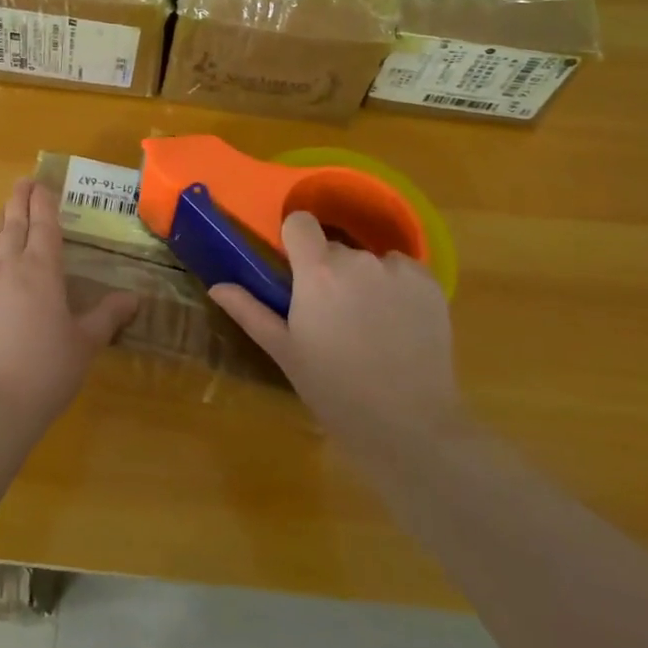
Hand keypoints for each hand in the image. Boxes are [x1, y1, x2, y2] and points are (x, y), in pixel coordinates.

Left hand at [0, 179, 137, 431]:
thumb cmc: (48, 368)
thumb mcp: (85, 342)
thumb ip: (108, 315)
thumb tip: (134, 297)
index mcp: (41, 270)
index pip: (43, 224)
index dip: (44, 201)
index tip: (43, 183)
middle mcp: (11, 266)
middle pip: (14, 222)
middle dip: (20, 199)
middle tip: (24, 181)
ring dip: (3, 218)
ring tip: (9, 208)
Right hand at [210, 212, 462, 472]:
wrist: (409, 426)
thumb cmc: (335, 390)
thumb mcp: (285, 352)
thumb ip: (250, 311)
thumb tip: (217, 286)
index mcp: (317, 271)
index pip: (299, 222)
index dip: (295, 240)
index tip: (295, 269)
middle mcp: (358, 259)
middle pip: (334, 248)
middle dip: (329, 271)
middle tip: (332, 314)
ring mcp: (397, 270)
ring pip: (369, 260)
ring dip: (364, 279)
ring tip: (369, 324)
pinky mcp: (429, 283)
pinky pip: (402, 271)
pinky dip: (396, 288)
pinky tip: (398, 324)